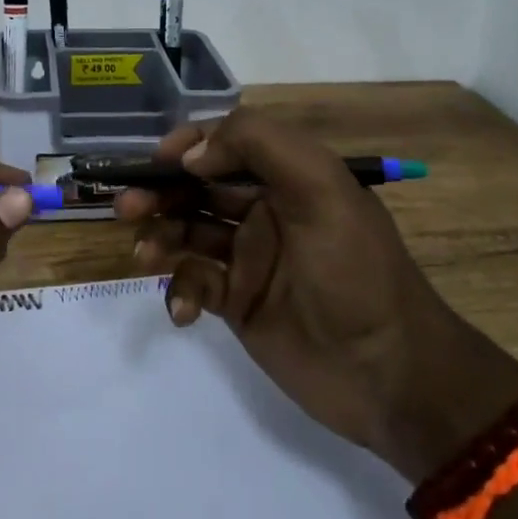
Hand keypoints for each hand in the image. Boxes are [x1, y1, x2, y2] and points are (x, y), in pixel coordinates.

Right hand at [116, 109, 517, 482]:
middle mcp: (264, 212)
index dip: (187, 144)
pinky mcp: (237, 304)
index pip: (226, 143)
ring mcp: (248, 259)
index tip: (156, 161)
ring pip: (186, 233)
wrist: (390, 375)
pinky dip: (180, 292)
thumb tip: (191, 154)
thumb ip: (259, 146)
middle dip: (158, 192)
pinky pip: (193, 285)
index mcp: (288, 178)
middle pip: (196, 188)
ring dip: (160, 237)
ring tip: (146, 255)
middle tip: (127, 208)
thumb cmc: (355, 273)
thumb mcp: (322, 190)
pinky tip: (184, 311)